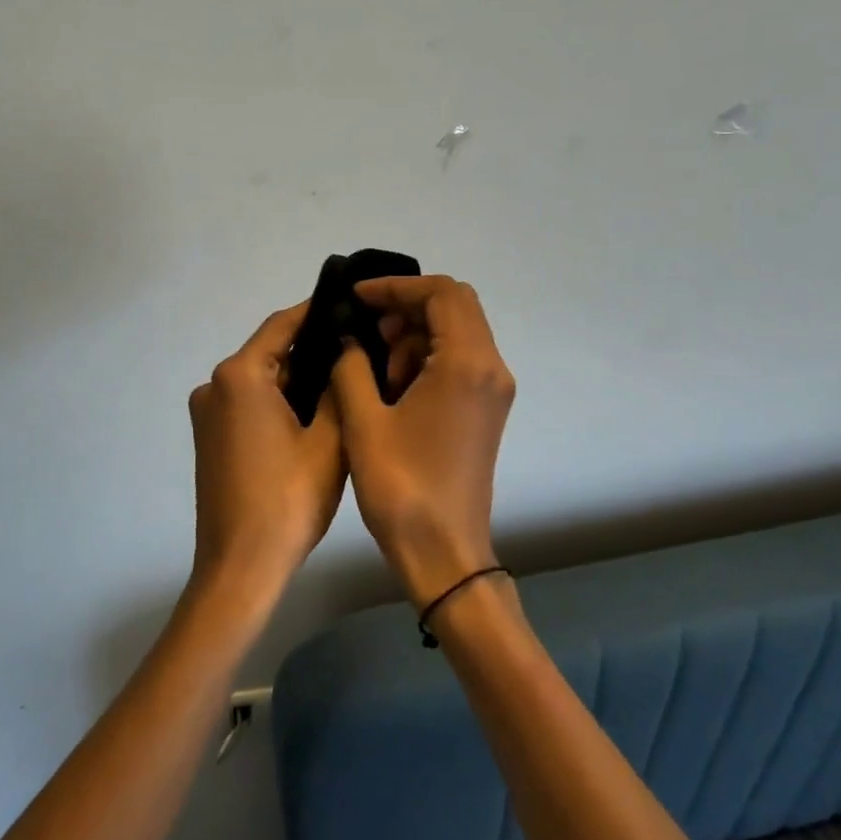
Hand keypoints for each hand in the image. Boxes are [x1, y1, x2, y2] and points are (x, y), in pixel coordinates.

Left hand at [187, 301, 345, 604]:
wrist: (241, 567)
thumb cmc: (288, 499)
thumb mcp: (328, 439)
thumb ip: (337, 387)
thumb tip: (343, 354)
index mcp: (239, 375)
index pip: (282, 325)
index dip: (317, 312)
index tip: (351, 304)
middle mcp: (215, 385)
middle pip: (271, 353)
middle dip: (313, 351)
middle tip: (360, 349)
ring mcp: (208, 413)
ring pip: (262, 380)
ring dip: (298, 380)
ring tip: (346, 379)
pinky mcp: (211, 437)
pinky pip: (250, 403)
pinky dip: (279, 402)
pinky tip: (315, 412)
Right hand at [329, 276, 514, 606]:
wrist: (443, 552)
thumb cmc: (401, 486)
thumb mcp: (363, 420)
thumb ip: (351, 365)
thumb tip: (347, 337)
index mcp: (466, 363)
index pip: (441, 293)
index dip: (396, 286)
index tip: (357, 298)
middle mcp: (490, 368)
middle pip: (454, 306)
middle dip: (405, 306)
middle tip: (364, 328)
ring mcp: (493, 389)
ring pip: (457, 331)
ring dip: (415, 332)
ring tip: (373, 361)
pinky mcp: (486, 408)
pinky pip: (459, 359)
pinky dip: (426, 356)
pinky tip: (392, 383)